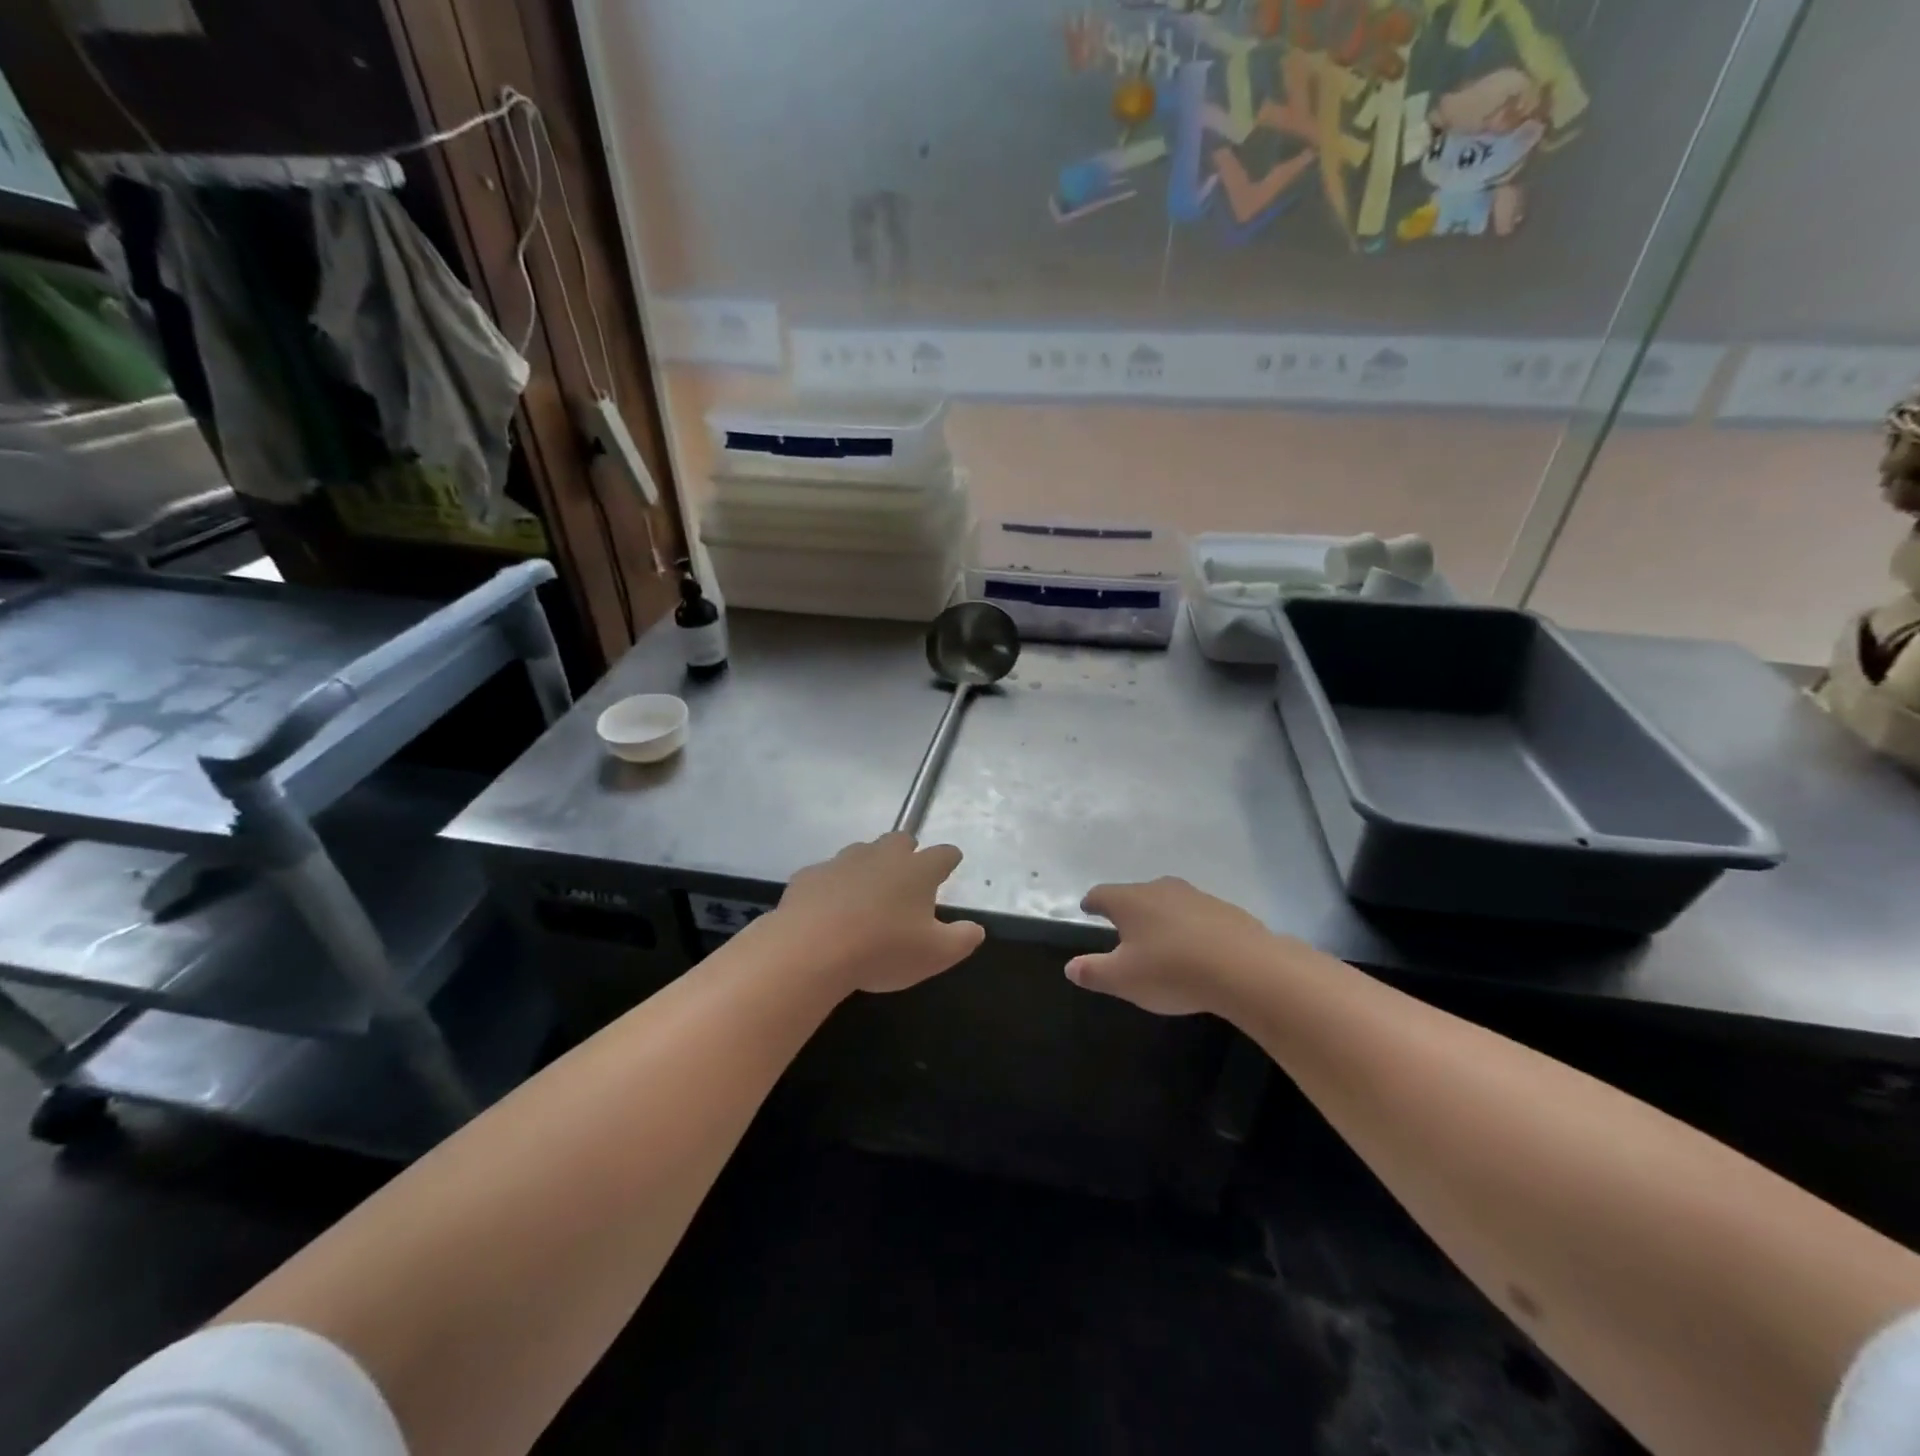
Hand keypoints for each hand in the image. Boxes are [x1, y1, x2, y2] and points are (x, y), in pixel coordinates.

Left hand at [770, 833, 985, 994]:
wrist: (811, 949)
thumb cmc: (883, 950)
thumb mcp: (935, 955)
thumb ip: (962, 939)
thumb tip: (976, 929)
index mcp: (917, 870)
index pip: (943, 854)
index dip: (949, 858)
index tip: (952, 862)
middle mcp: (881, 856)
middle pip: (899, 841)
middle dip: (907, 852)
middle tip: (908, 874)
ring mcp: (842, 862)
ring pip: (861, 853)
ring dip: (869, 866)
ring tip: (868, 894)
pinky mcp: (810, 875)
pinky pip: (827, 875)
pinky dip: (833, 887)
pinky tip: (829, 909)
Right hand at [1066, 877, 1274, 1015]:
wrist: (1245, 968)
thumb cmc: (1172, 970)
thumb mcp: (1123, 979)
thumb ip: (1093, 972)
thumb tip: (1070, 966)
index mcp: (1130, 901)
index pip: (1102, 894)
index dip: (1092, 903)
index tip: (1087, 908)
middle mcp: (1160, 889)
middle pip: (1136, 894)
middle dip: (1128, 909)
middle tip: (1123, 929)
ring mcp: (1196, 896)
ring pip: (1169, 902)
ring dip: (1162, 917)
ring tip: (1161, 940)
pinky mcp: (1226, 910)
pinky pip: (1198, 916)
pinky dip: (1191, 928)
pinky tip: (1197, 949)